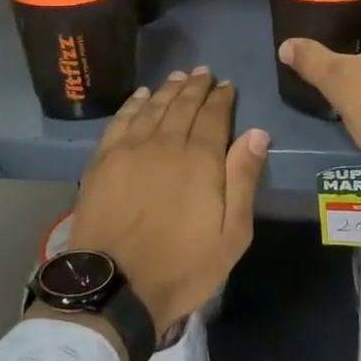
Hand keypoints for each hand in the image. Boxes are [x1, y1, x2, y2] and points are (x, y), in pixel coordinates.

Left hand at [64, 69, 268, 347]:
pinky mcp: (103, 160)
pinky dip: (133, 104)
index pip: (214, 116)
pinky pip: (121, 120)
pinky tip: (141, 96)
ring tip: (178, 76)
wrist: (115, 287)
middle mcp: (166, 143)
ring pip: (153, 107)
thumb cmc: (182, 266)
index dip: (222, 98)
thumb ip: (244, 179)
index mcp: (201, 159)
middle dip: (196, 87)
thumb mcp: (232, 234)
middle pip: (183, 105)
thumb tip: (257, 133)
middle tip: (204, 72)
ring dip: (168, 89)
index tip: (227, 85)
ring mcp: (130, 149)